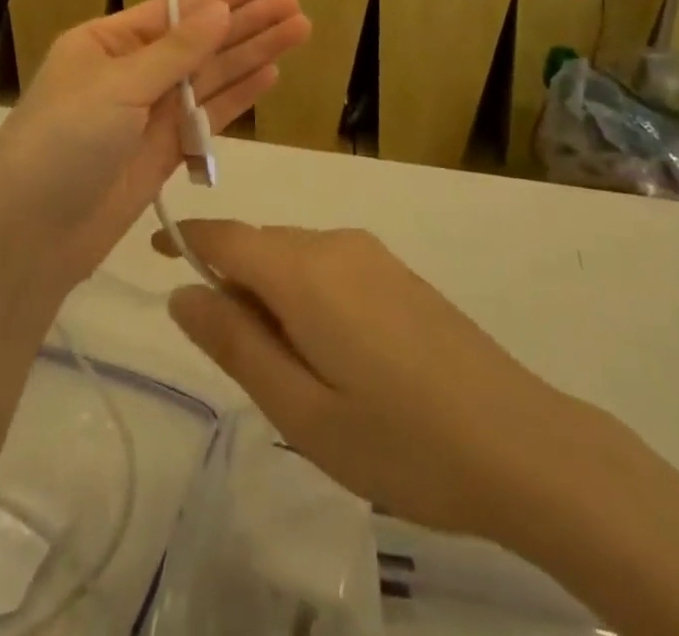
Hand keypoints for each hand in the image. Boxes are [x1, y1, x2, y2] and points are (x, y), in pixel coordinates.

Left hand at [0, 0, 308, 285]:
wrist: (30, 237)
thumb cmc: (63, 143)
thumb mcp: (117, 87)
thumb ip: (176, 52)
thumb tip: (221, 9)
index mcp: (106, 43)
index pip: (172, 10)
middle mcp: (130, 72)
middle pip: (199, 42)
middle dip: (245, 24)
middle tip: (295, 8)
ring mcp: (149, 114)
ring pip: (210, 77)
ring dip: (251, 55)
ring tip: (298, 33)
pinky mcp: (165, 152)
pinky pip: (208, 116)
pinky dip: (238, 97)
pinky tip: (270, 75)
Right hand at [157, 221, 568, 538]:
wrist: (521, 443)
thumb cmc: (401, 439)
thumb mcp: (302, 410)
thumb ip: (236, 344)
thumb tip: (182, 293)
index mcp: (305, 272)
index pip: (227, 235)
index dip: (187, 239)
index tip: (156, 252)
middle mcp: (336, 244)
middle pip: (261, 248)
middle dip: (234, 286)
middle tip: (241, 365)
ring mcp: (373, 255)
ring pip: (296, 259)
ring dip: (273, 297)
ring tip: (296, 377)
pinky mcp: (398, 272)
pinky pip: (330, 268)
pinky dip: (308, 297)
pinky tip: (337, 359)